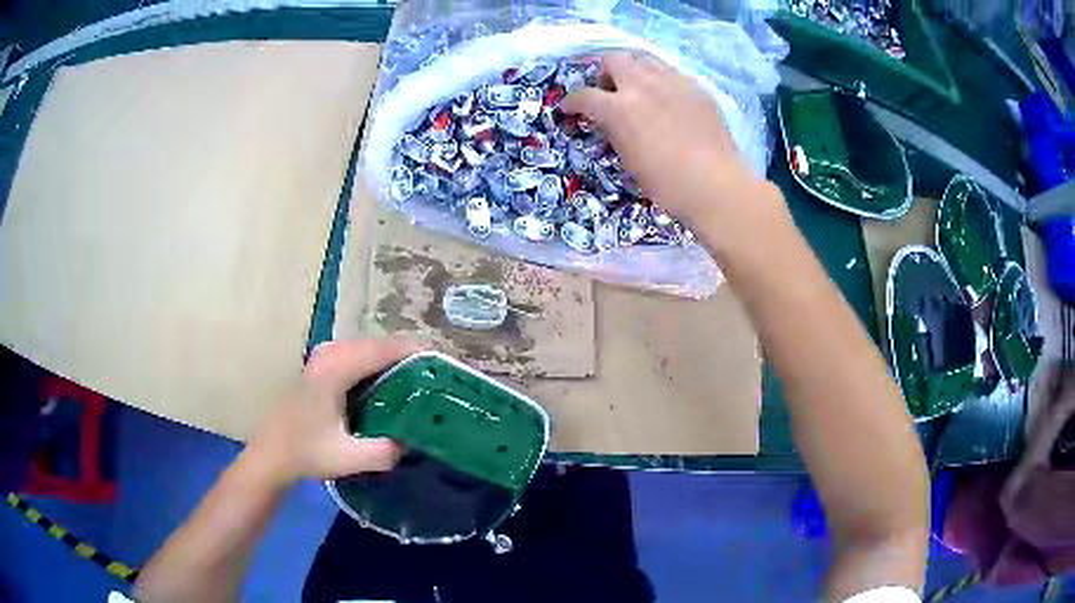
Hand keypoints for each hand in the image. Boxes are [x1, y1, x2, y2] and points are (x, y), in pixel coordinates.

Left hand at [245, 338, 422, 485]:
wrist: (271, 454)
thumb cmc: (306, 453)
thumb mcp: (348, 458)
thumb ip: (384, 451)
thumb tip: (413, 441)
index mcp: (335, 370)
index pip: (382, 349)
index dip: (414, 352)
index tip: (442, 363)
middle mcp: (329, 355)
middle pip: (376, 343)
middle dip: (407, 355)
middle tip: (435, 376)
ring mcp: (322, 358)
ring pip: (366, 348)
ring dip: (391, 359)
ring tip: (418, 379)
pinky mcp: (320, 366)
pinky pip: (356, 355)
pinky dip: (376, 364)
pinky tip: (388, 385)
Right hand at [561, 51, 776, 229]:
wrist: (715, 184)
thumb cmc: (666, 183)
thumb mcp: (627, 158)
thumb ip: (614, 131)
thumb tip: (610, 121)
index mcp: (619, 108)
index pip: (584, 96)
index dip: (572, 102)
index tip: (570, 109)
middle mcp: (643, 85)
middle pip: (614, 59)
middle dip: (604, 73)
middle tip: (609, 92)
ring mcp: (673, 82)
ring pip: (644, 60)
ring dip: (634, 71)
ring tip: (639, 91)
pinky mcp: (696, 87)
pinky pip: (671, 73)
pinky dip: (660, 81)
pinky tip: (668, 101)